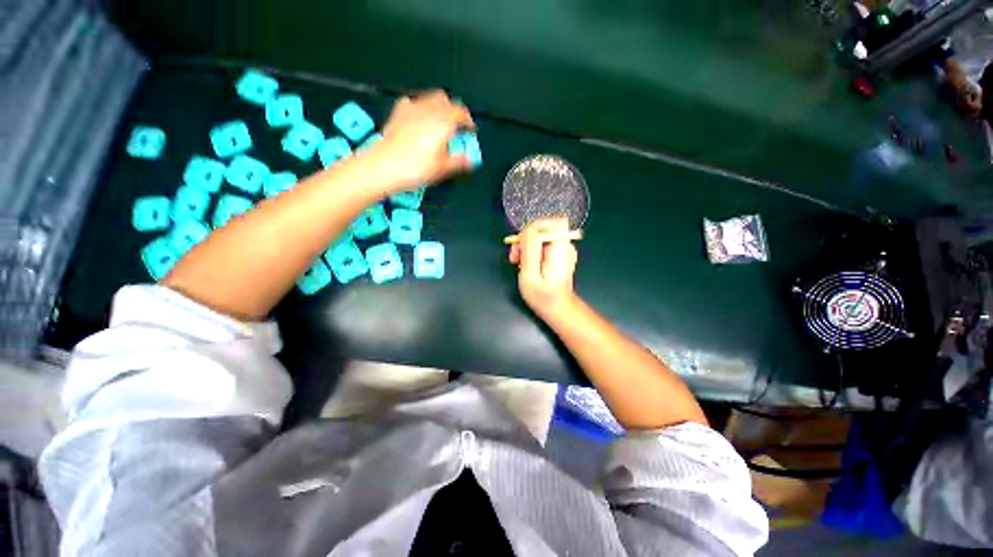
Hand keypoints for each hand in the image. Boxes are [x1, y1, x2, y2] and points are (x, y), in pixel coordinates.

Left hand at [365, 90, 474, 192]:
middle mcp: (428, 110)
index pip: (461, 112)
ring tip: (440, 124)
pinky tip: (419, 120)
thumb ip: (458, 161)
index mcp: (443, 122)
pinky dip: (421, 108)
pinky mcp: (398, 113)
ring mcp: (411, 109)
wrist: (383, 166)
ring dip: (439, 108)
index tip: (470, 130)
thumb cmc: (414, 168)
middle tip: (457, 126)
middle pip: (446, 100)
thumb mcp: (442, 169)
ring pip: (430, 98)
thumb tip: (469, 161)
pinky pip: (413, 103)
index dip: (468, 121)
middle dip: (454, 111)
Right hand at [509, 217, 578, 319]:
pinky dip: (533, 252)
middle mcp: (565, 244)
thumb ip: (530, 248)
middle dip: (526, 239)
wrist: (557, 307)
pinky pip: (543, 244)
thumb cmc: (543, 295)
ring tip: (521, 263)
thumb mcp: (530, 273)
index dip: (532, 228)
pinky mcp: (559, 254)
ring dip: (527, 247)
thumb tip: (528, 229)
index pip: (550, 221)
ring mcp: (563, 248)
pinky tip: (529, 265)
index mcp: (560, 247)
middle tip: (516, 257)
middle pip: (543, 228)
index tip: (522, 244)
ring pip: (541, 236)